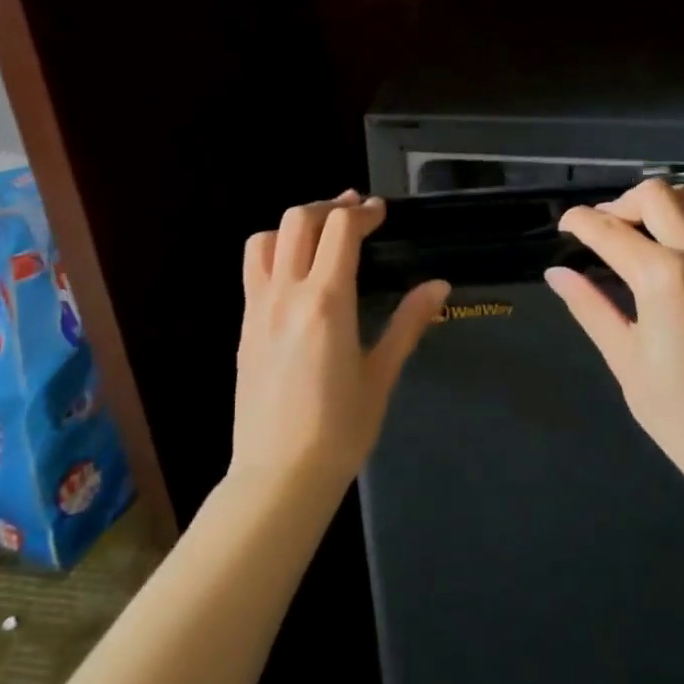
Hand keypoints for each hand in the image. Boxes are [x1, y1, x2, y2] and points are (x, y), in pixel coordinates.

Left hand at [232, 191, 450, 489]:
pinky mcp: (244, 325)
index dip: (363, 212)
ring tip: (320, 236)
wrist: (278, 475)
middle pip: (298, 220)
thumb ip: (408, 323)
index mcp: (327, 302)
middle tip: (356, 215)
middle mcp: (286, 293)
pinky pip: (253, 269)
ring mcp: (258, 307)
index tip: (382, 213)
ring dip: (294, 225)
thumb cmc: (340, 430)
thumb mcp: (382, 375)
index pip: (340, 229)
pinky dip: (275, 251)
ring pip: (265, 239)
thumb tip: (439, 285)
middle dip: (329, 208)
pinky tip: (297, 274)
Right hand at [545, 178, 683, 480]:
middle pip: (655, 195)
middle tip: (607, 232)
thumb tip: (556, 273)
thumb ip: (589, 305)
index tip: (565, 227)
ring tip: (652, 228)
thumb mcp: (623, 356)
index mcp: (663, 278)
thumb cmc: (675, 408)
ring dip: (668, 201)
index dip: (579, 222)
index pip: (609, 230)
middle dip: (621, 205)